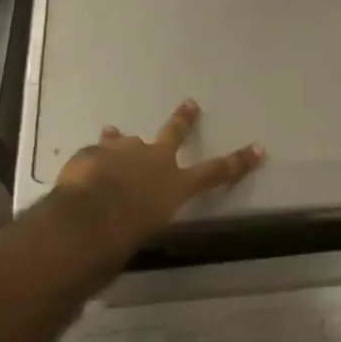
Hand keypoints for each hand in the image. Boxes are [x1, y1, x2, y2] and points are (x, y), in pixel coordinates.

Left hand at [53, 99, 263, 246]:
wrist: (87, 217)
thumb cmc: (125, 237)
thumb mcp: (147, 233)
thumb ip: (146, 220)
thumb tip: (135, 221)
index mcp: (175, 185)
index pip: (215, 172)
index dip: (237, 162)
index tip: (257, 149)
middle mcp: (154, 159)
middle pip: (173, 134)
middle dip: (183, 119)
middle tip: (190, 104)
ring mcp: (123, 151)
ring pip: (126, 140)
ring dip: (121, 140)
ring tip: (113, 131)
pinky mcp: (93, 151)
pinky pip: (94, 153)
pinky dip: (92, 159)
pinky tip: (83, 164)